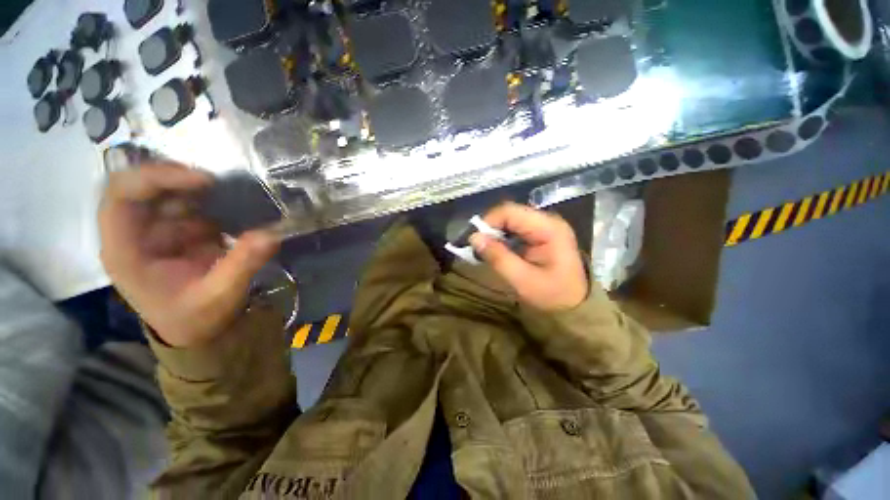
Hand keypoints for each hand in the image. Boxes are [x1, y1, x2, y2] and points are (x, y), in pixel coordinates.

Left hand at [98, 163, 278, 347]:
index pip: (121, 198)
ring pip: (162, 192)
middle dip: (174, 178)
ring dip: (193, 189)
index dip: (157, 179)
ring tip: (228, 193)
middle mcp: (132, 235)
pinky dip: (206, 200)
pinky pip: (184, 204)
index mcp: (126, 252)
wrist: (195, 331)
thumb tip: (271, 234)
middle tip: (215, 181)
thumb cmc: (197, 317)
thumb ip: (242, 264)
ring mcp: (152, 232)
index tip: (203, 180)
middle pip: (138, 187)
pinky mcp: (174, 233)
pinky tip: (228, 206)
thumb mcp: (220, 295)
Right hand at [470, 202, 587, 310]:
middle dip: (490, 228)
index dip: (488, 222)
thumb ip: (498, 257)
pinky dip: (502, 238)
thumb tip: (474, 237)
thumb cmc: (552, 296)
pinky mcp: (539, 235)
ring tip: (485, 250)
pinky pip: (515, 230)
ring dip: (494, 233)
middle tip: (477, 247)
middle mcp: (547, 221)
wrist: (574, 307)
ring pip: (510, 220)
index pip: (510, 212)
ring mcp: (544, 227)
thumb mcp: (523, 280)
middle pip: (510, 213)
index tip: (474, 240)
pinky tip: (496, 250)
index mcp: (548, 228)